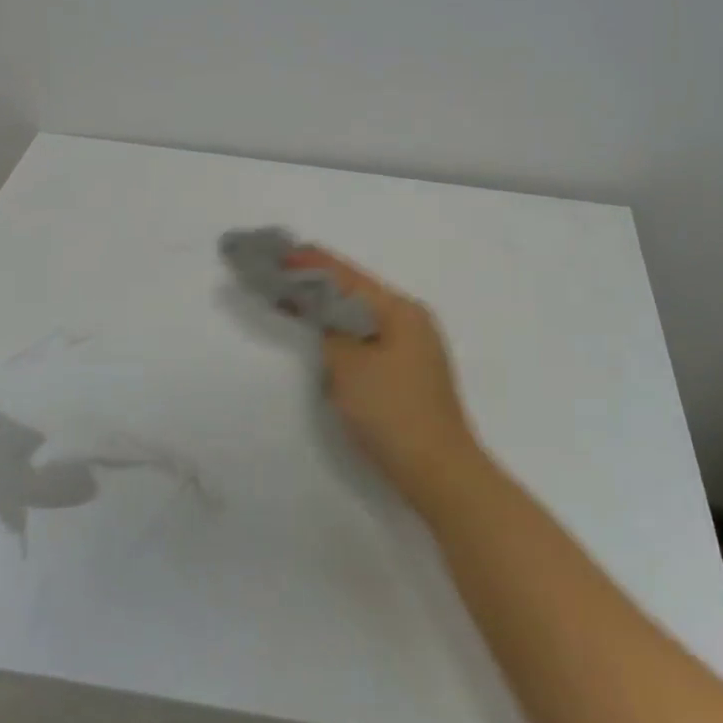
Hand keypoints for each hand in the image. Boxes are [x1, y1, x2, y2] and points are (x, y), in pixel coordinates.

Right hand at [284, 247, 489, 511]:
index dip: (312, 263)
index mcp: (401, 310)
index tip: (282, 250)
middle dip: (321, 282)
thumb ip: (331, 331)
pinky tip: (328, 335)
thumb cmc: (392, 413)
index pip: (349, 276)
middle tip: (283, 272)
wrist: (440, 472)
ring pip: (364, 316)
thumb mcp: (349, 366)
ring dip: (332, 307)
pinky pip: (371, 338)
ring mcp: (416, 347)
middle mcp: (412, 320)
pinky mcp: (412, 372)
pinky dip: (345, 332)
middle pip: (358, 292)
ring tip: (297, 297)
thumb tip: (325, 312)